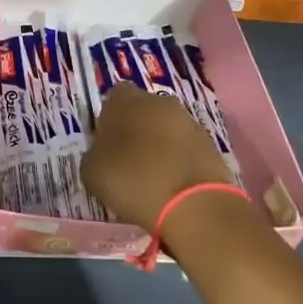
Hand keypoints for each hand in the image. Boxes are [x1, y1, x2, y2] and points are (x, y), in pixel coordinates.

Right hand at [80, 83, 234, 228]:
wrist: (193, 205)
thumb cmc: (133, 181)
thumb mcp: (91, 172)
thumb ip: (93, 153)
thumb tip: (102, 152)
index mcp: (125, 100)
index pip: (113, 98)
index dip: (108, 119)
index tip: (106, 144)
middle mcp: (159, 101)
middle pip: (142, 111)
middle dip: (136, 130)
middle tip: (127, 161)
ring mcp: (188, 121)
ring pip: (166, 128)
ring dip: (159, 146)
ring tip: (152, 177)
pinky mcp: (210, 143)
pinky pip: (186, 147)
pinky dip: (179, 161)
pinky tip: (172, 185)